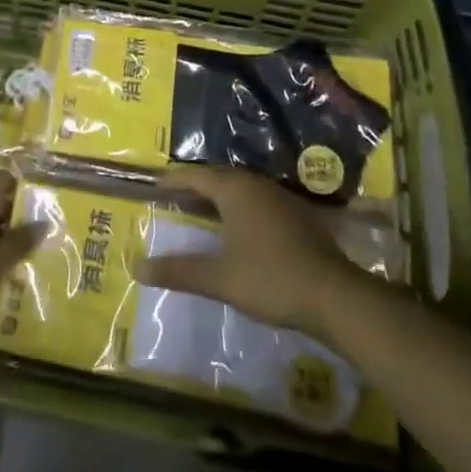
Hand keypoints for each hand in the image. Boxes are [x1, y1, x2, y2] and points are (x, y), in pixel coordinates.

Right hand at [133, 166, 366, 335]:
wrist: (332, 294)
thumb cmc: (269, 278)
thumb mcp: (219, 278)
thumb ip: (180, 271)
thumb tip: (138, 267)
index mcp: (235, 189)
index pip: (197, 176)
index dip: (174, 181)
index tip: (156, 185)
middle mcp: (256, 184)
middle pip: (219, 179)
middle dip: (196, 187)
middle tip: (175, 198)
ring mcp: (280, 198)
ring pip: (241, 190)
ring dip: (220, 198)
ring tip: (202, 211)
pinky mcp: (297, 215)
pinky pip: (258, 202)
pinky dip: (240, 210)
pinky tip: (238, 229)